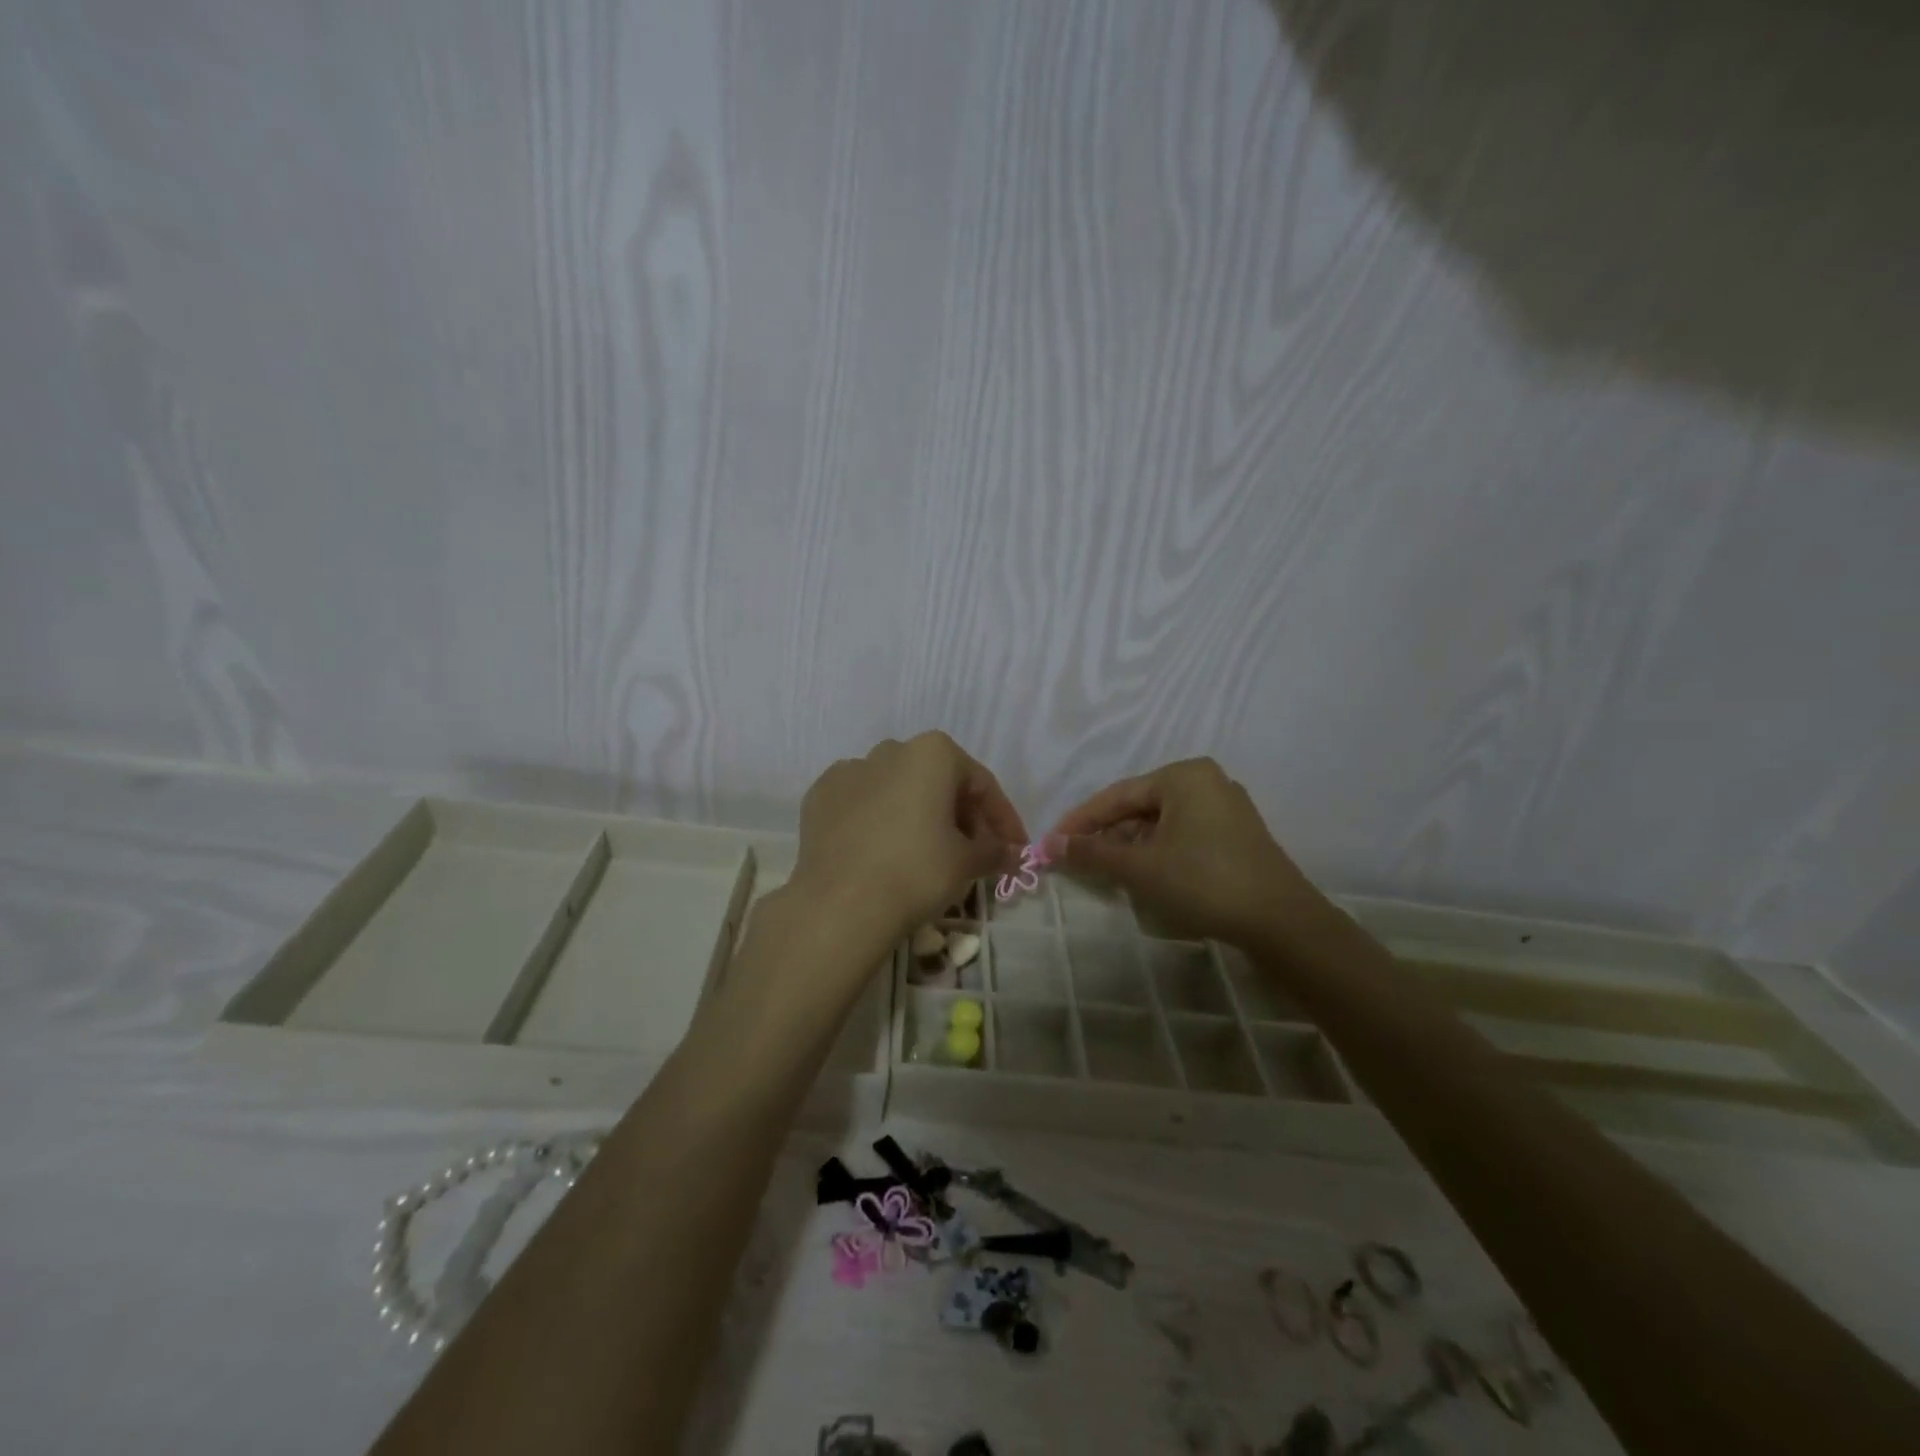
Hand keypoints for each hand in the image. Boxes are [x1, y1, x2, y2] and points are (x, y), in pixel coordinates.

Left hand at [792, 733, 1027, 947]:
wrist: (840, 905)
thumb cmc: (917, 872)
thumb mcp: (968, 862)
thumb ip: (995, 849)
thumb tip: (1009, 853)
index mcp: (932, 753)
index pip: (981, 784)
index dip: (1003, 819)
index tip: (1014, 849)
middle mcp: (890, 750)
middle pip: (937, 781)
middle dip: (960, 814)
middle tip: (974, 853)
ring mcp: (848, 771)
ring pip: (897, 789)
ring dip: (919, 814)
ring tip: (928, 853)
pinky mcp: (819, 798)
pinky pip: (862, 804)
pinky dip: (879, 821)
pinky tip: (884, 852)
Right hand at [1051, 758, 1320, 946]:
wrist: (1281, 922)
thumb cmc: (1203, 881)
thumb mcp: (1140, 867)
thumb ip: (1092, 853)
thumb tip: (1049, 846)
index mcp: (1183, 775)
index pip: (1117, 795)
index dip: (1081, 821)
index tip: (1052, 843)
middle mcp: (1206, 782)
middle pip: (1140, 808)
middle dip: (1106, 835)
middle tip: (1076, 860)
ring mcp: (1226, 809)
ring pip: (1161, 824)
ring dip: (1130, 847)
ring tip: (1104, 872)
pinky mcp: (1237, 837)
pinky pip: (1183, 836)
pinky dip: (1157, 853)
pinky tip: (1142, 875)